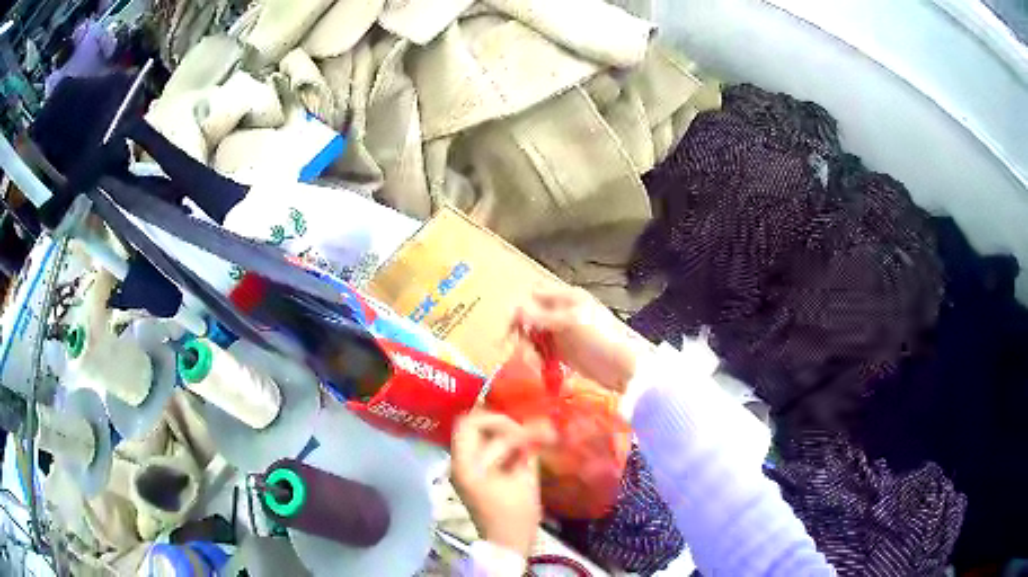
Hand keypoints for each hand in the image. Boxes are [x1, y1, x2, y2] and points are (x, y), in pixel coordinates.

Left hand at [451, 410, 554, 556]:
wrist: (505, 544)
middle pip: (468, 424)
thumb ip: (528, 451)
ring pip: (470, 434)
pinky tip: (514, 447)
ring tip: (520, 435)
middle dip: (496, 421)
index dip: (505, 424)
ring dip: (494, 430)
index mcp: (468, 466)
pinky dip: (493, 442)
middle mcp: (457, 463)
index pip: (477, 426)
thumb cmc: (517, 516)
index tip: (528, 432)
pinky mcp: (468, 475)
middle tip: (520, 428)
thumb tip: (539, 428)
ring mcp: (460, 469)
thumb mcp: (526, 482)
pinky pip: (476, 447)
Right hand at [511, 285, 646, 393]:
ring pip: (534, 336)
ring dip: (529, 349)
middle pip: (530, 316)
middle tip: (523, 351)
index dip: (520, 310)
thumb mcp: (571, 323)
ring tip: (535, 364)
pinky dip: (538, 359)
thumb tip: (515, 309)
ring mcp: (562, 332)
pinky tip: (540, 368)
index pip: (533, 295)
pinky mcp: (563, 352)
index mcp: (566, 297)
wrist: (622, 368)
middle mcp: (561, 311)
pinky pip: (542, 351)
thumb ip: (542, 316)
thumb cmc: (600, 339)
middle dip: (523, 333)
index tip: (513, 331)